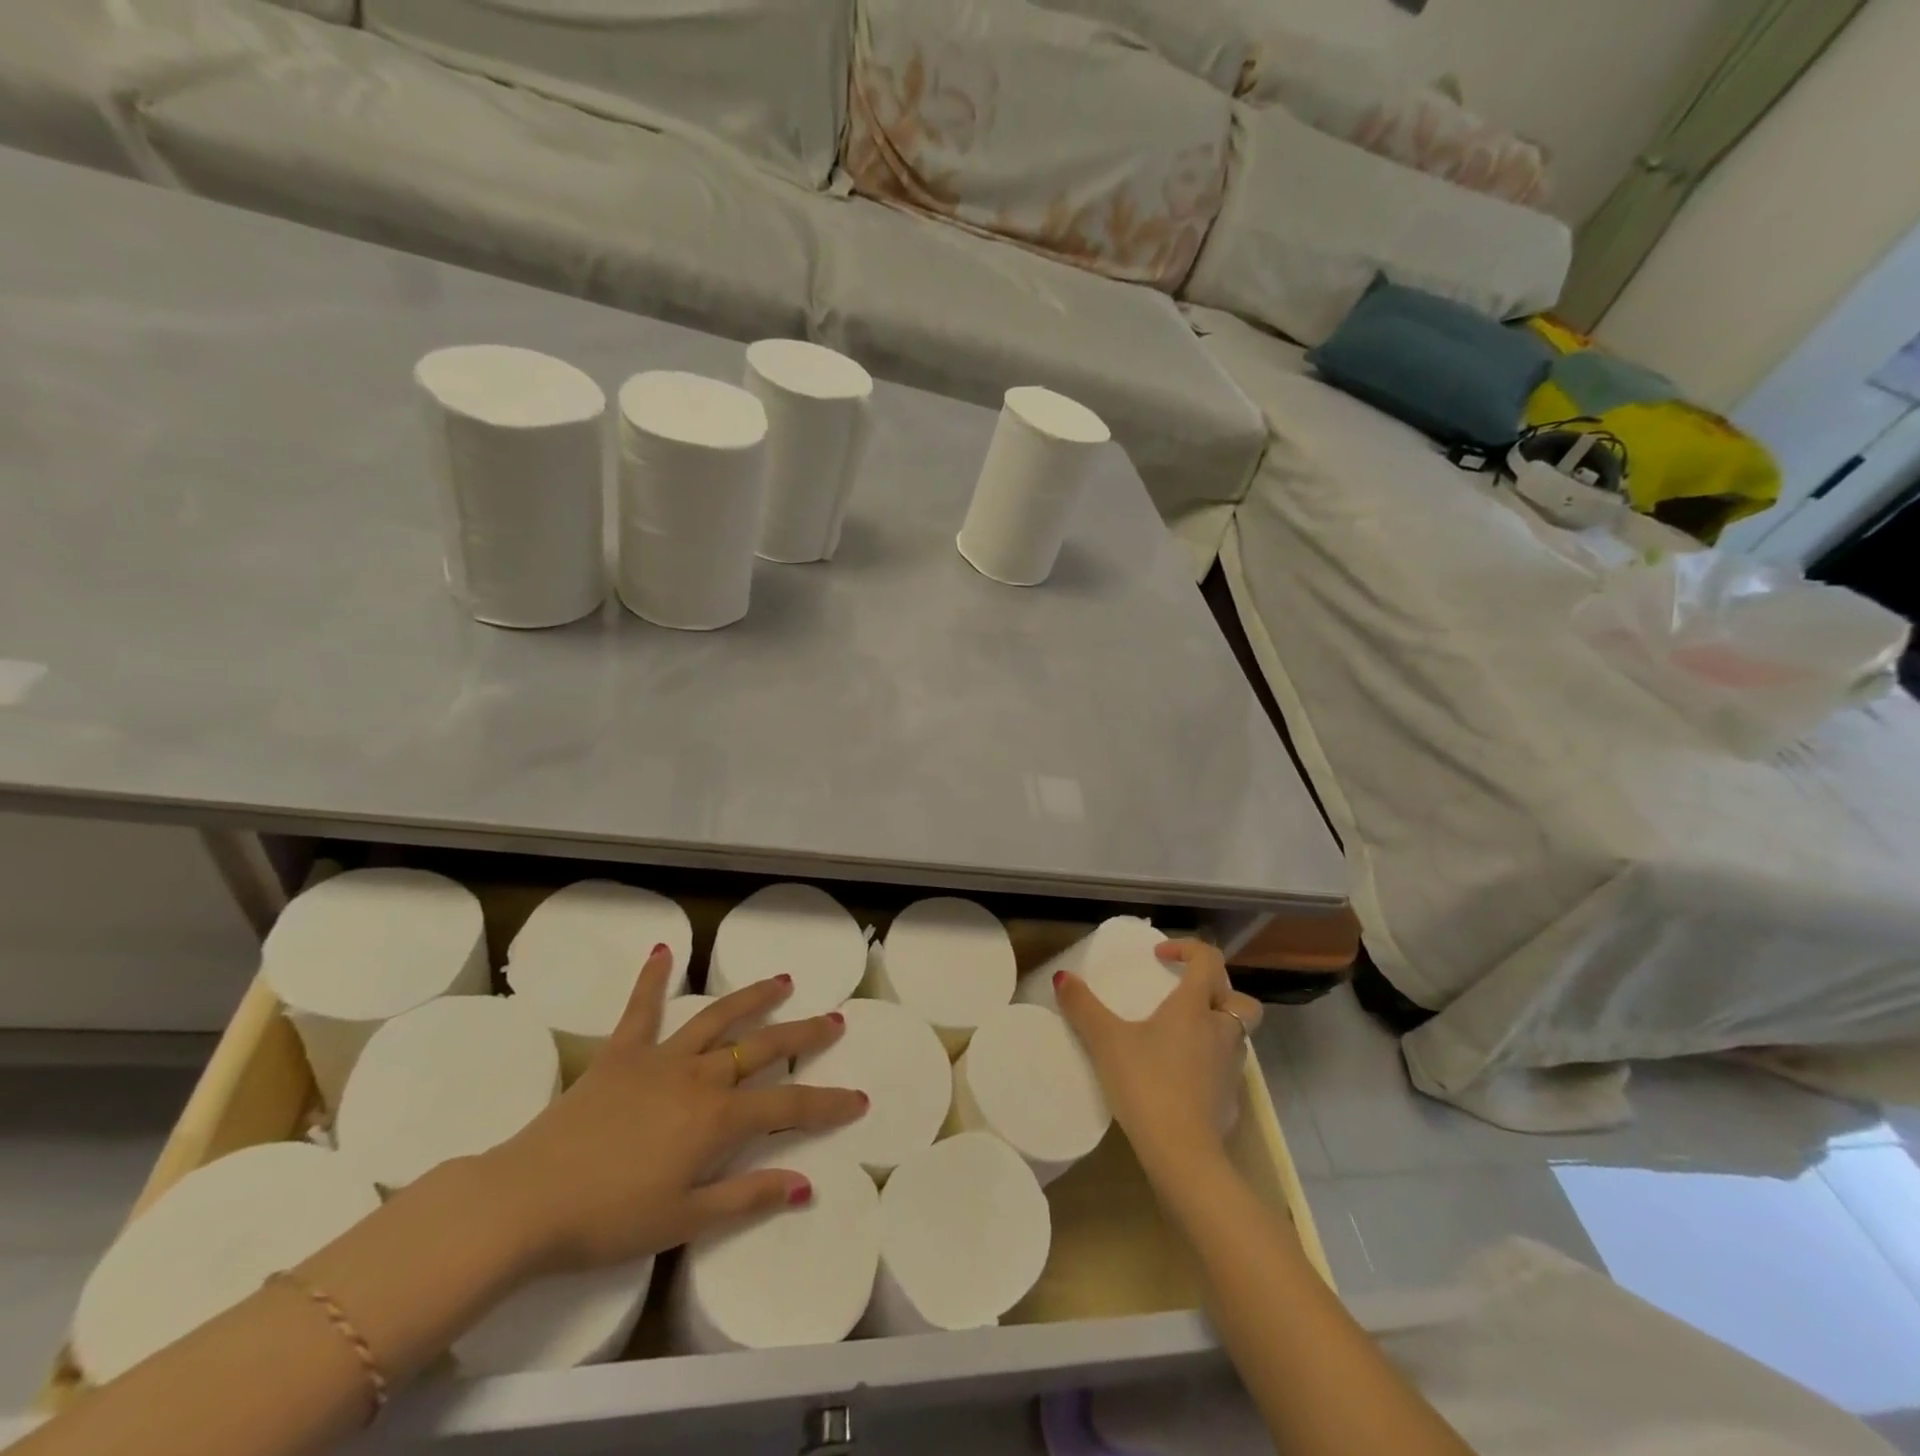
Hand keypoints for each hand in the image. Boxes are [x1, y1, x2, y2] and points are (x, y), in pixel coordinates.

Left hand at [479, 946, 865, 1274]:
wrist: (525, 1202)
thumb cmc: (608, 1219)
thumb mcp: (684, 1219)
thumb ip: (746, 1197)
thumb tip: (804, 1184)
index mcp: (717, 1119)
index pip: (788, 1107)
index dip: (827, 1104)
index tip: (858, 1099)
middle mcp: (699, 1077)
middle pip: (763, 1048)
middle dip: (804, 1035)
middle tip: (834, 1020)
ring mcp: (660, 1059)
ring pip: (717, 1018)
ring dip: (753, 997)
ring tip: (782, 980)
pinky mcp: (620, 1054)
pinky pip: (640, 1009)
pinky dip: (652, 978)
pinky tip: (663, 950)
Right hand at [1055, 939, 1262, 1180]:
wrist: (1183, 1154)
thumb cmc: (1146, 1084)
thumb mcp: (1106, 1041)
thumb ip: (1083, 1007)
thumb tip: (1063, 977)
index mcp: (1194, 1007)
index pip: (1208, 960)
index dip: (1187, 949)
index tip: (1160, 956)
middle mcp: (1221, 1031)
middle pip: (1238, 998)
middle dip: (1217, 990)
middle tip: (1184, 996)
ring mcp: (1231, 1068)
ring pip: (1236, 1034)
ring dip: (1216, 1026)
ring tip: (1181, 1036)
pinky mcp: (1231, 1100)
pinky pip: (1227, 1069)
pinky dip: (1211, 1063)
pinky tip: (1183, 1077)